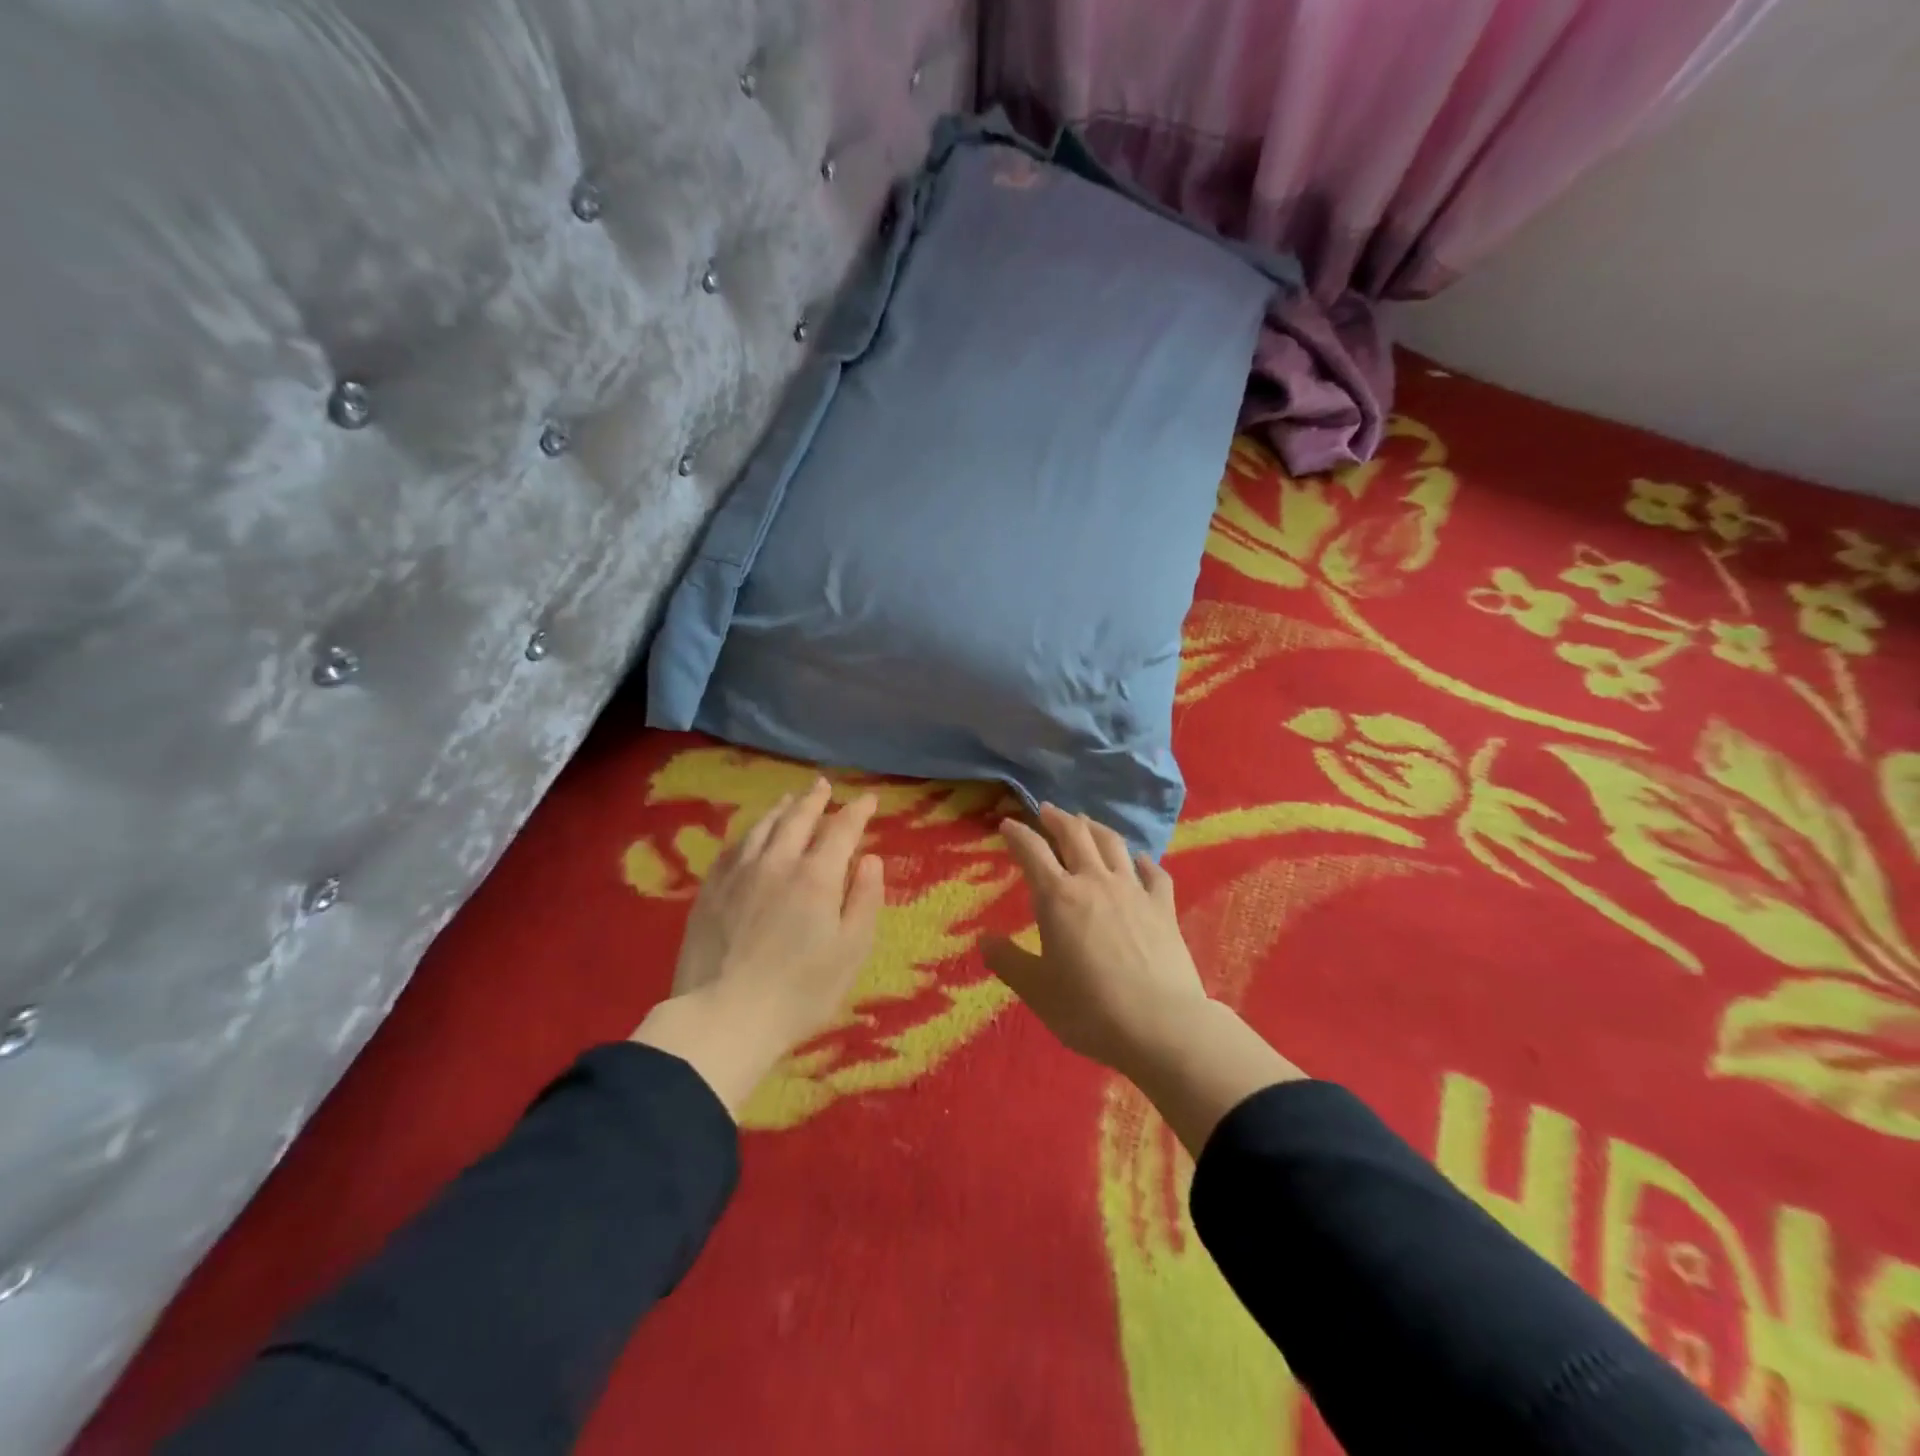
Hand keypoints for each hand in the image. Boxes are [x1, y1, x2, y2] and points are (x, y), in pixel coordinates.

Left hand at [632, 777, 884, 1116]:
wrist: (723, 1017)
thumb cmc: (800, 991)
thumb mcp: (851, 951)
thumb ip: (865, 899)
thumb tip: (870, 858)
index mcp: (816, 876)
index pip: (841, 829)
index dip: (857, 811)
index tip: (869, 799)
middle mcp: (777, 862)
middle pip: (798, 818)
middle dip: (815, 799)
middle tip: (824, 785)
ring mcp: (738, 873)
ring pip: (763, 827)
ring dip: (781, 809)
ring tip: (790, 799)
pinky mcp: (710, 890)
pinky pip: (733, 847)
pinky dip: (750, 832)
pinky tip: (751, 835)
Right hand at [981, 803, 1207, 1076]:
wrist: (1160, 1024)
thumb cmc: (1089, 1009)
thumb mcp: (1036, 990)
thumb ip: (1007, 961)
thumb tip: (983, 939)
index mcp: (1058, 897)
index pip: (1032, 851)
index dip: (1017, 834)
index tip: (1007, 824)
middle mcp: (1094, 882)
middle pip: (1075, 835)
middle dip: (1057, 818)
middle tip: (1047, 810)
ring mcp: (1133, 890)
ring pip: (1112, 844)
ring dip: (1095, 827)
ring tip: (1085, 822)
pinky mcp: (1164, 907)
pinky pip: (1153, 872)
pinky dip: (1141, 860)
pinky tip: (1138, 860)